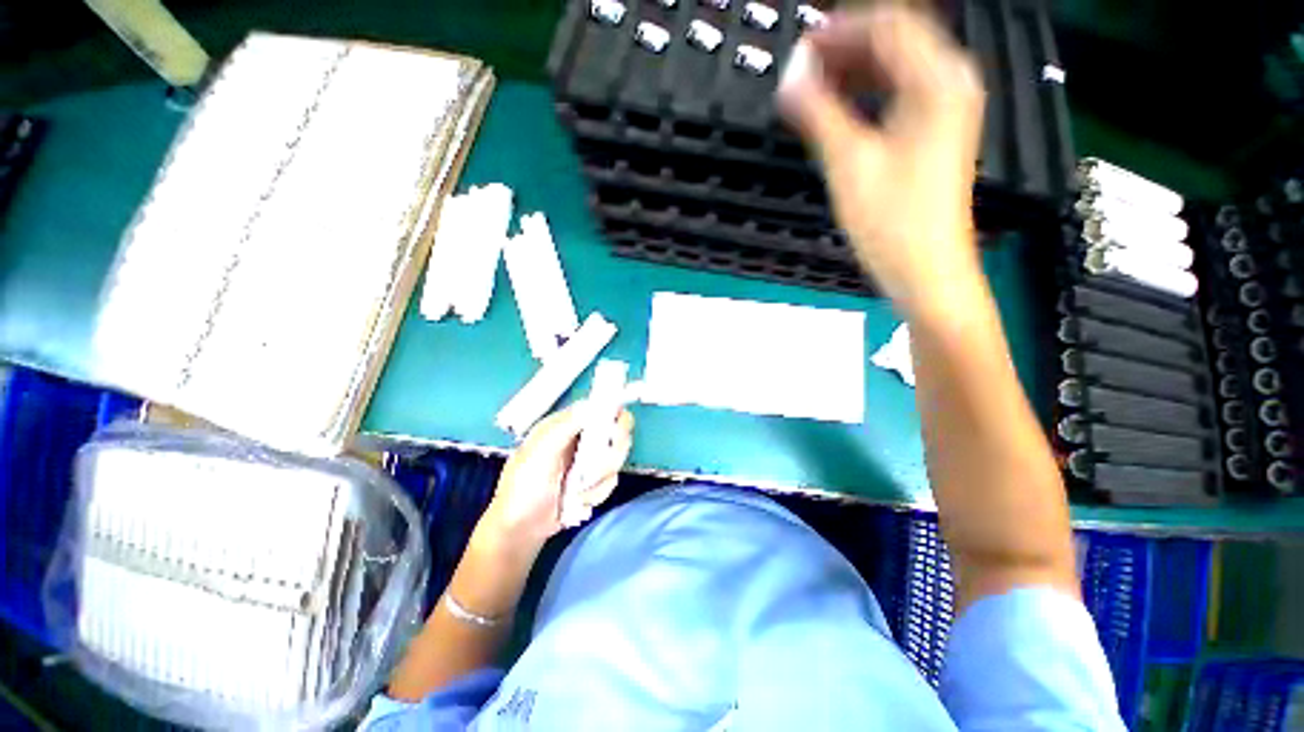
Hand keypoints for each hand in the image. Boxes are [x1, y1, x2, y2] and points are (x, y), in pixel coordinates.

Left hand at [481, 404, 633, 545]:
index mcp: (565, 423)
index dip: (613, 414)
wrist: (521, 531)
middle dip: (611, 452)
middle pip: (616, 431)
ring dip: (599, 478)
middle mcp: (581, 437)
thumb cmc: (524, 487)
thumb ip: (567, 426)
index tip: (614, 433)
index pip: (599, 406)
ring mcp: (589, 459)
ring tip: (577, 492)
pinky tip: (579, 501)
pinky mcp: (595, 480)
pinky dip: (597, 493)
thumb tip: (594, 404)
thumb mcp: (540, 452)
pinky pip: (611, 480)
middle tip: (594, 469)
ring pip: (616, 457)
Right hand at [777, 6, 986, 320]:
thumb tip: (789, 78)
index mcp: (938, 82)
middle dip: (847, 46)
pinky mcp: (935, 134)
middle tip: (802, 64)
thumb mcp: (849, 164)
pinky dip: (868, 93)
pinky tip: (840, 107)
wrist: (926, 271)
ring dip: (855, 69)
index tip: (800, 44)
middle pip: (896, 41)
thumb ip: (818, 114)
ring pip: (898, 68)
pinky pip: (900, 94)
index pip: (888, 26)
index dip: (841, 29)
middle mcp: (950, 85)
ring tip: (814, 83)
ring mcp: (947, 110)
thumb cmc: (892, 222)